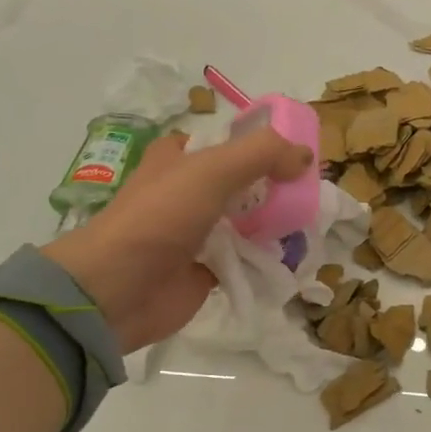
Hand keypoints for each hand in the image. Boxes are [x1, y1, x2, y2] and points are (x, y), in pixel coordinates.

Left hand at [41, 127, 314, 351]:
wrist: (119, 288)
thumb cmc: (160, 217)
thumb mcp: (211, 170)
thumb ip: (262, 155)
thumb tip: (306, 156)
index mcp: (180, 157)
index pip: (228, 142)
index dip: (263, 146)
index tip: (299, 157)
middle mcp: (188, 191)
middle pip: (244, 183)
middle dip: (277, 188)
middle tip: (311, 195)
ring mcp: (197, 233)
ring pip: (248, 222)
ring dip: (276, 224)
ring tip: (310, 226)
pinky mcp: (206, 270)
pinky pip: (245, 260)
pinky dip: (266, 259)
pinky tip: (292, 258)